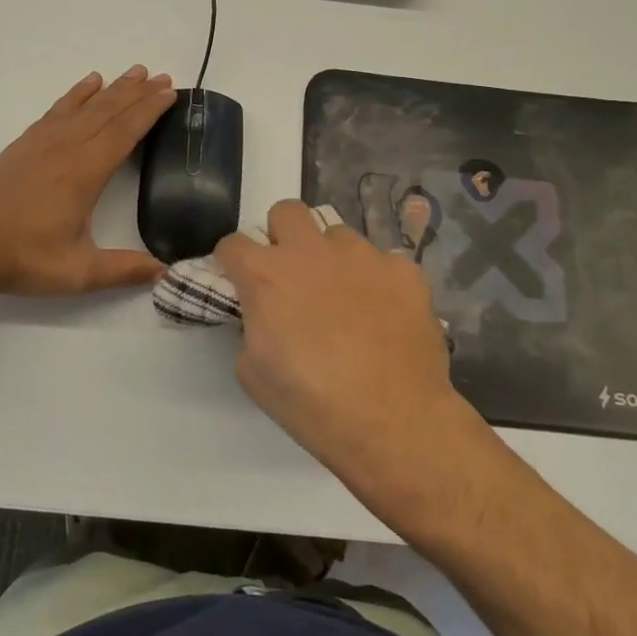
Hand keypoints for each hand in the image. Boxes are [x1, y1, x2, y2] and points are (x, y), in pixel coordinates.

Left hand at [0, 66, 176, 298]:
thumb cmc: (22, 259)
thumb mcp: (77, 272)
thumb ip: (124, 270)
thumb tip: (165, 273)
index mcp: (83, 173)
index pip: (124, 133)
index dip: (149, 111)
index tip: (170, 93)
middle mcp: (65, 149)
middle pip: (108, 112)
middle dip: (137, 93)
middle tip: (162, 77)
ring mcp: (41, 143)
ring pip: (84, 106)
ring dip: (112, 88)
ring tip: (134, 72)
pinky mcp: (23, 144)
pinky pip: (57, 110)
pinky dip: (76, 94)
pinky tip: (88, 85)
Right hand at [216, 200, 484, 509]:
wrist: (395, 424)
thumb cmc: (313, 405)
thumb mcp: (254, 373)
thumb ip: (251, 327)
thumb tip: (263, 315)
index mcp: (266, 276)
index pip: (232, 243)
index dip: (232, 262)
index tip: (240, 281)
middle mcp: (311, 252)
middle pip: (286, 212)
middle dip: (282, 236)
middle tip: (293, 274)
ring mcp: (362, 256)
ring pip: (338, 235)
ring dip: (332, 259)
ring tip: (347, 300)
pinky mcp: (404, 270)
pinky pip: (383, 262)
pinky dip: (378, 281)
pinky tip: (385, 314)